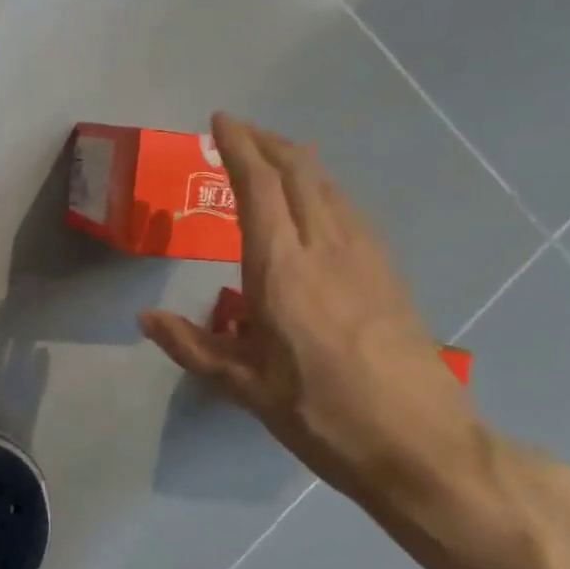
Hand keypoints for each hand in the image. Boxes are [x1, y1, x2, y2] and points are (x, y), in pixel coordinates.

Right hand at [139, 114, 484, 512]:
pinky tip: (316, 203)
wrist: (423, 446)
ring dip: (297, 160)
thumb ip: (192, 345)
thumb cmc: (322, 415)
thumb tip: (146, 318)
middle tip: (239, 132)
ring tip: (271, 156)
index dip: (238, 148)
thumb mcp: (245, 386)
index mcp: (282, 270)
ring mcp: (364, 256)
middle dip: (267, 142)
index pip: (259, 187)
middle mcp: (325, 248)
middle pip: (299, 172)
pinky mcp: (388, 272)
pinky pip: (348, 209)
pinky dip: (322, 187)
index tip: (220, 122)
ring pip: (328, 185)